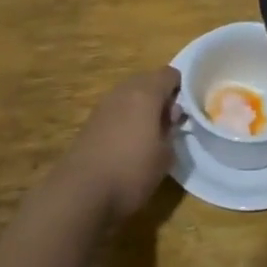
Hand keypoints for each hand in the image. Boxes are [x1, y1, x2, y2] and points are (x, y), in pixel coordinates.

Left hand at [59, 68, 178, 220]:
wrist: (81, 193)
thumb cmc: (132, 171)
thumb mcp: (165, 155)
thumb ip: (171, 129)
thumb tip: (170, 115)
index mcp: (146, 93)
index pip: (170, 74)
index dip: (181, 89)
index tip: (186, 110)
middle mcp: (123, 91)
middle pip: (148, 81)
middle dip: (161, 96)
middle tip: (169, 123)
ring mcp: (103, 105)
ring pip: (130, 95)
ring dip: (142, 107)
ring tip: (150, 134)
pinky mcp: (90, 122)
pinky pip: (116, 110)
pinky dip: (125, 119)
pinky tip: (128, 143)